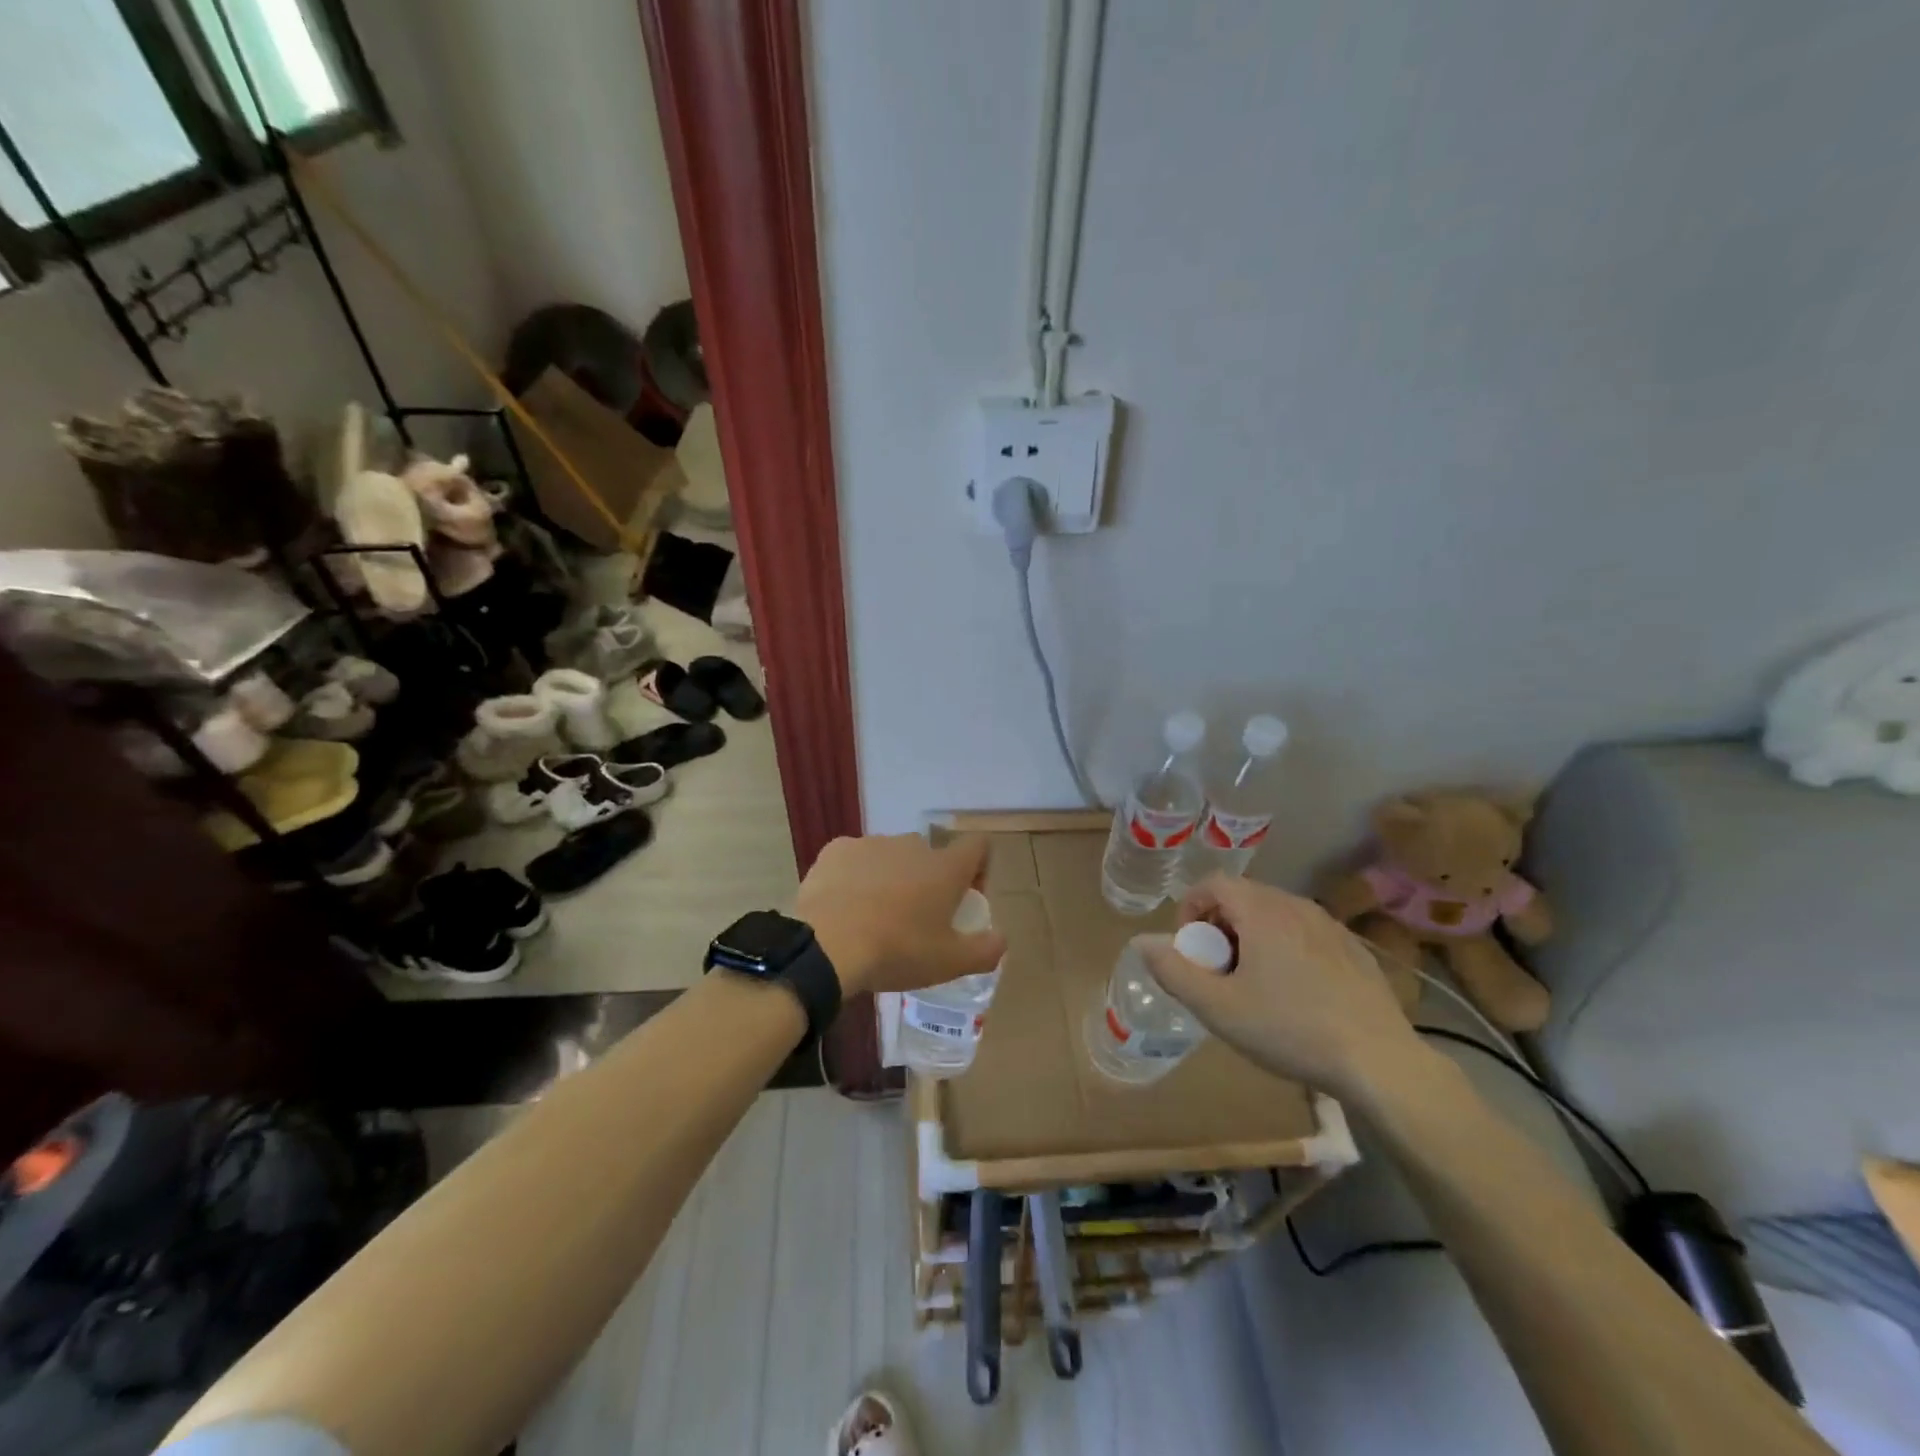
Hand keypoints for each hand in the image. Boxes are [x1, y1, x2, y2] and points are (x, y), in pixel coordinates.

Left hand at [794, 833, 1006, 996]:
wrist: (827, 945)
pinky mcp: (837, 850)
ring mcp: (872, 843)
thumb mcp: (951, 963)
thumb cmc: (897, 951)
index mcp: (946, 867)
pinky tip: (845, 906)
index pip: (978, 846)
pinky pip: (855, 859)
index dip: (978, 868)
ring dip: (891, 878)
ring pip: (891, 857)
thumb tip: (1001, 938)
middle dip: (928, 880)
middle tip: (917, 918)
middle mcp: (912, 845)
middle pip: (930, 855)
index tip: (965, 898)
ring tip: (875, 916)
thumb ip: (986, 950)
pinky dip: (856, 877)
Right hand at [1141, 875, 1419, 1097]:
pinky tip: (1295, 995)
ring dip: (1251, 937)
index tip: (1191, 949)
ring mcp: (1331, 927)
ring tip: (1253, 984)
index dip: (1191, 908)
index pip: (1214, 883)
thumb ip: (1174, 971)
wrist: (1380, 1063)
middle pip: (1244, 897)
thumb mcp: (1218, 1008)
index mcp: (1263, 911)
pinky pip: (1305, 934)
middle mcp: (1297, 906)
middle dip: (1219, 926)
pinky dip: (1285, 949)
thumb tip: (1142, 942)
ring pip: (1275, 915)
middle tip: (1217, 971)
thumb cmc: (1290, 1030)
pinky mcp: (1354, 951)